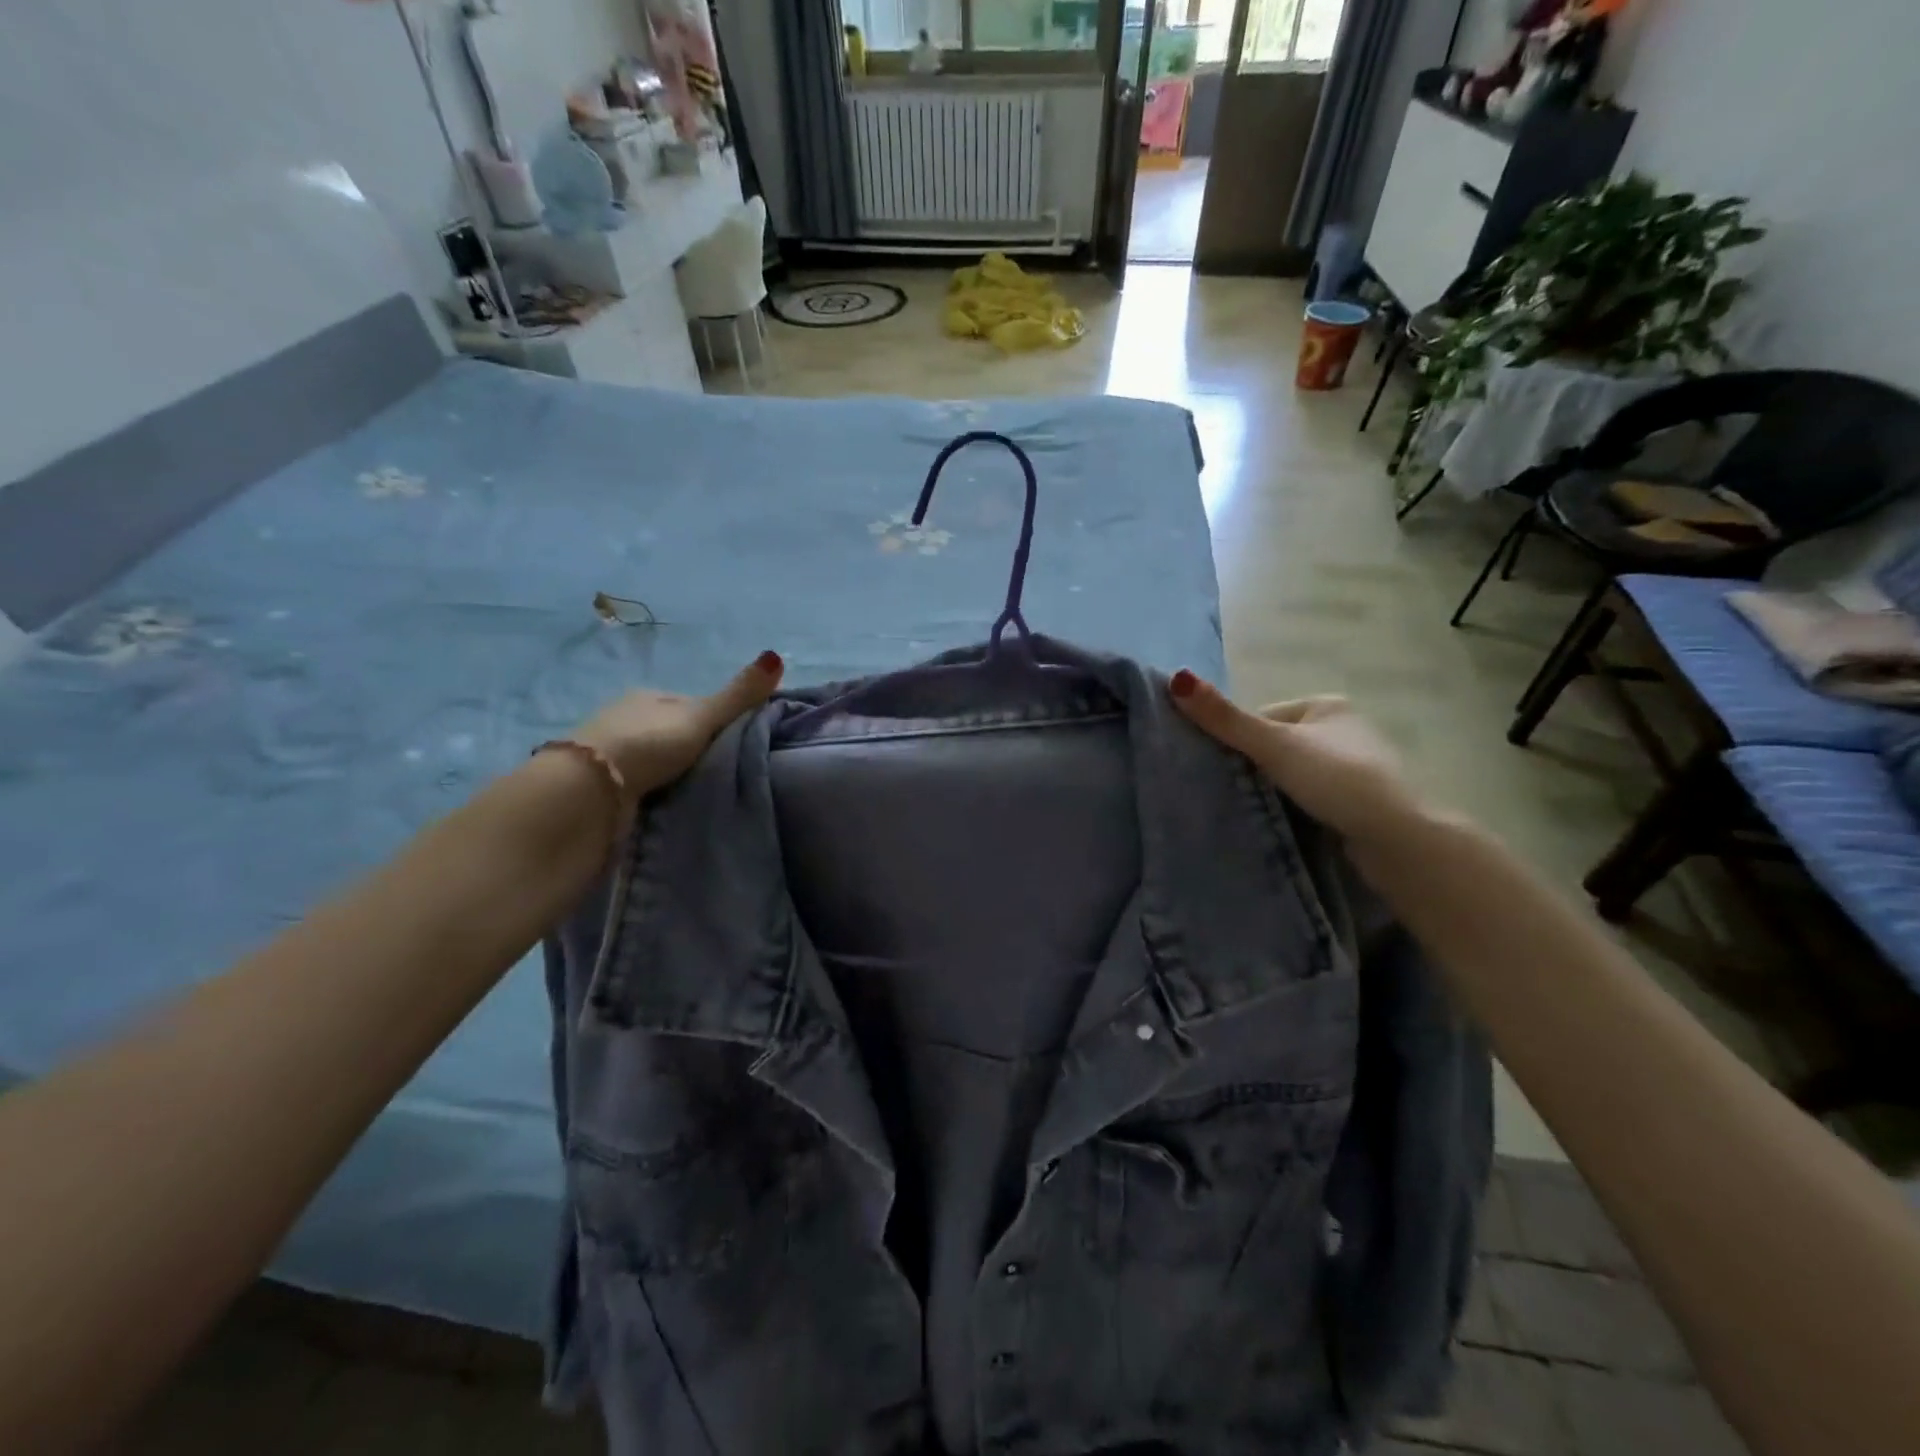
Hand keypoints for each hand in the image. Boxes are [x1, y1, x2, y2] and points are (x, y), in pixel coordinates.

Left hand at [572, 650, 784, 800]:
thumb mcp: (701, 717)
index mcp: (648, 696)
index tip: (737, 741)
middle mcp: (625, 717)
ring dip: (671, 770)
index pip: (691, 705)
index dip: (715, 719)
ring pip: (654, 757)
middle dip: (692, 746)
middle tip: (722, 768)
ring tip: (700, 789)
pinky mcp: (601, 783)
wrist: (590, 790)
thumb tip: (778, 655)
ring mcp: (610, 751)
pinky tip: (668, 801)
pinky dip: (654, 789)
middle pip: (672, 730)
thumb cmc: (647, 744)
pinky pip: (639, 782)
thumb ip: (738, 695)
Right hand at [1168, 671, 1426, 846]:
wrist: (1397, 839)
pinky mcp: (1356, 802)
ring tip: (1254, 811)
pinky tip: (1283, 823)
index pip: (1261, 719)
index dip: (1237, 741)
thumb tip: (1176, 679)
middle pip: (1275, 747)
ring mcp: (1353, 768)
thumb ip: (1225, 719)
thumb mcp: (1274, 745)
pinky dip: (1292, 808)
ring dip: (1272, 791)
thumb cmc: (1337, 779)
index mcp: (1326, 706)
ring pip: (1290, 775)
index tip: (1220, 769)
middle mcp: (1343, 730)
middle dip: (1253, 768)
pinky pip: (1308, 797)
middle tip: (1231, 792)